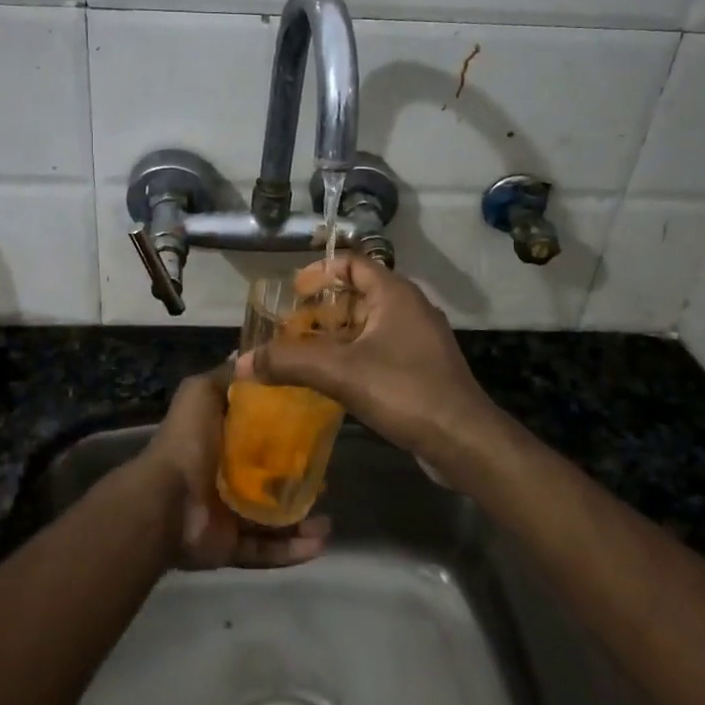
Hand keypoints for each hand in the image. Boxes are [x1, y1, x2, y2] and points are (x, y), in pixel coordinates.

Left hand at [141, 366, 329, 570]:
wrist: (165, 501)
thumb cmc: (188, 441)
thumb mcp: (203, 392)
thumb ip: (227, 377)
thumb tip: (252, 358)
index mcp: (220, 441)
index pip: (260, 435)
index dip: (287, 433)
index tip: (317, 430)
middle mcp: (224, 477)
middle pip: (271, 479)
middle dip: (300, 481)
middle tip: (328, 478)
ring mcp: (228, 515)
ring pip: (274, 520)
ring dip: (303, 521)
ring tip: (328, 519)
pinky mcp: (231, 546)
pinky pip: (267, 551)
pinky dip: (293, 550)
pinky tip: (320, 543)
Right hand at [236, 257, 512, 481]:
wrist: (463, 441)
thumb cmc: (404, 391)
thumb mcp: (340, 372)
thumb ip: (288, 362)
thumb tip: (240, 362)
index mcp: (394, 293)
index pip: (352, 263)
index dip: (320, 272)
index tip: (293, 294)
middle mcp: (410, 308)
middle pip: (357, 295)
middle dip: (322, 311)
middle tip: (290, 330)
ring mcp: (419, 339)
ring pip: (368, 325)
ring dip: (336, 337)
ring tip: (303, 357)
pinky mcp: (423, 367)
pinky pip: (380, 349)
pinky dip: (354, 356)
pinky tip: (333, 382)